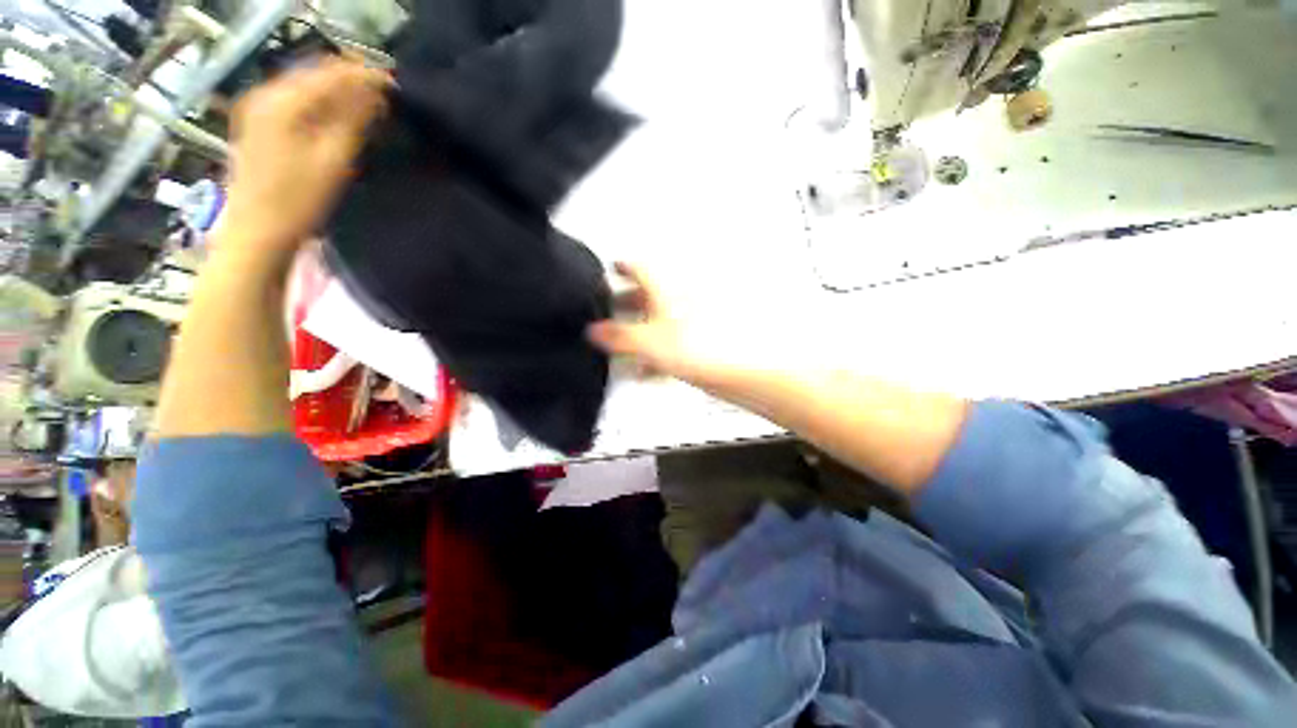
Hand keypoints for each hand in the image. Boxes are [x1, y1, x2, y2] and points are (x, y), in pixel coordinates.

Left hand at [214, 57, 391, 264]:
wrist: (257, 230)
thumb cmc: (298, 200)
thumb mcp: (334, 160)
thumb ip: (355, 121)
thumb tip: (377, 93)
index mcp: (283, 101)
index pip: (332, 73)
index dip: (366, 75)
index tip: (395, 84)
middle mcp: (266, 94)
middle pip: (316, 72)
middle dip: (351, 79)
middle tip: (384, 93)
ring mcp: (257, 107)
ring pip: (306, 84)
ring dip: (337, 89)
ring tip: (367, 103)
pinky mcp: (257, 122)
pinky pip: (295, 98)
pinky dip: (321, 101)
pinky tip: (338, 114)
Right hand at [587, 262, 753, 390]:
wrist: (733, 370)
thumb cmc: (699, 348)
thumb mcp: (646, 342)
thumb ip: (617, 336)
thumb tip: (596, 331)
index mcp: (666, 291)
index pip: (640, 269)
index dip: (623, 267)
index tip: (613, 267)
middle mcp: (679, 300)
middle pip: (648, 295)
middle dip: (627, 301)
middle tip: (611, 306)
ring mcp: (690, 320)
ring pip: (659, 318)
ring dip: (639, 328)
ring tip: (624, 342)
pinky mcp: (697, 340)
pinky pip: (670, 339)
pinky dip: (656, 348)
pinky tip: (647, 366)